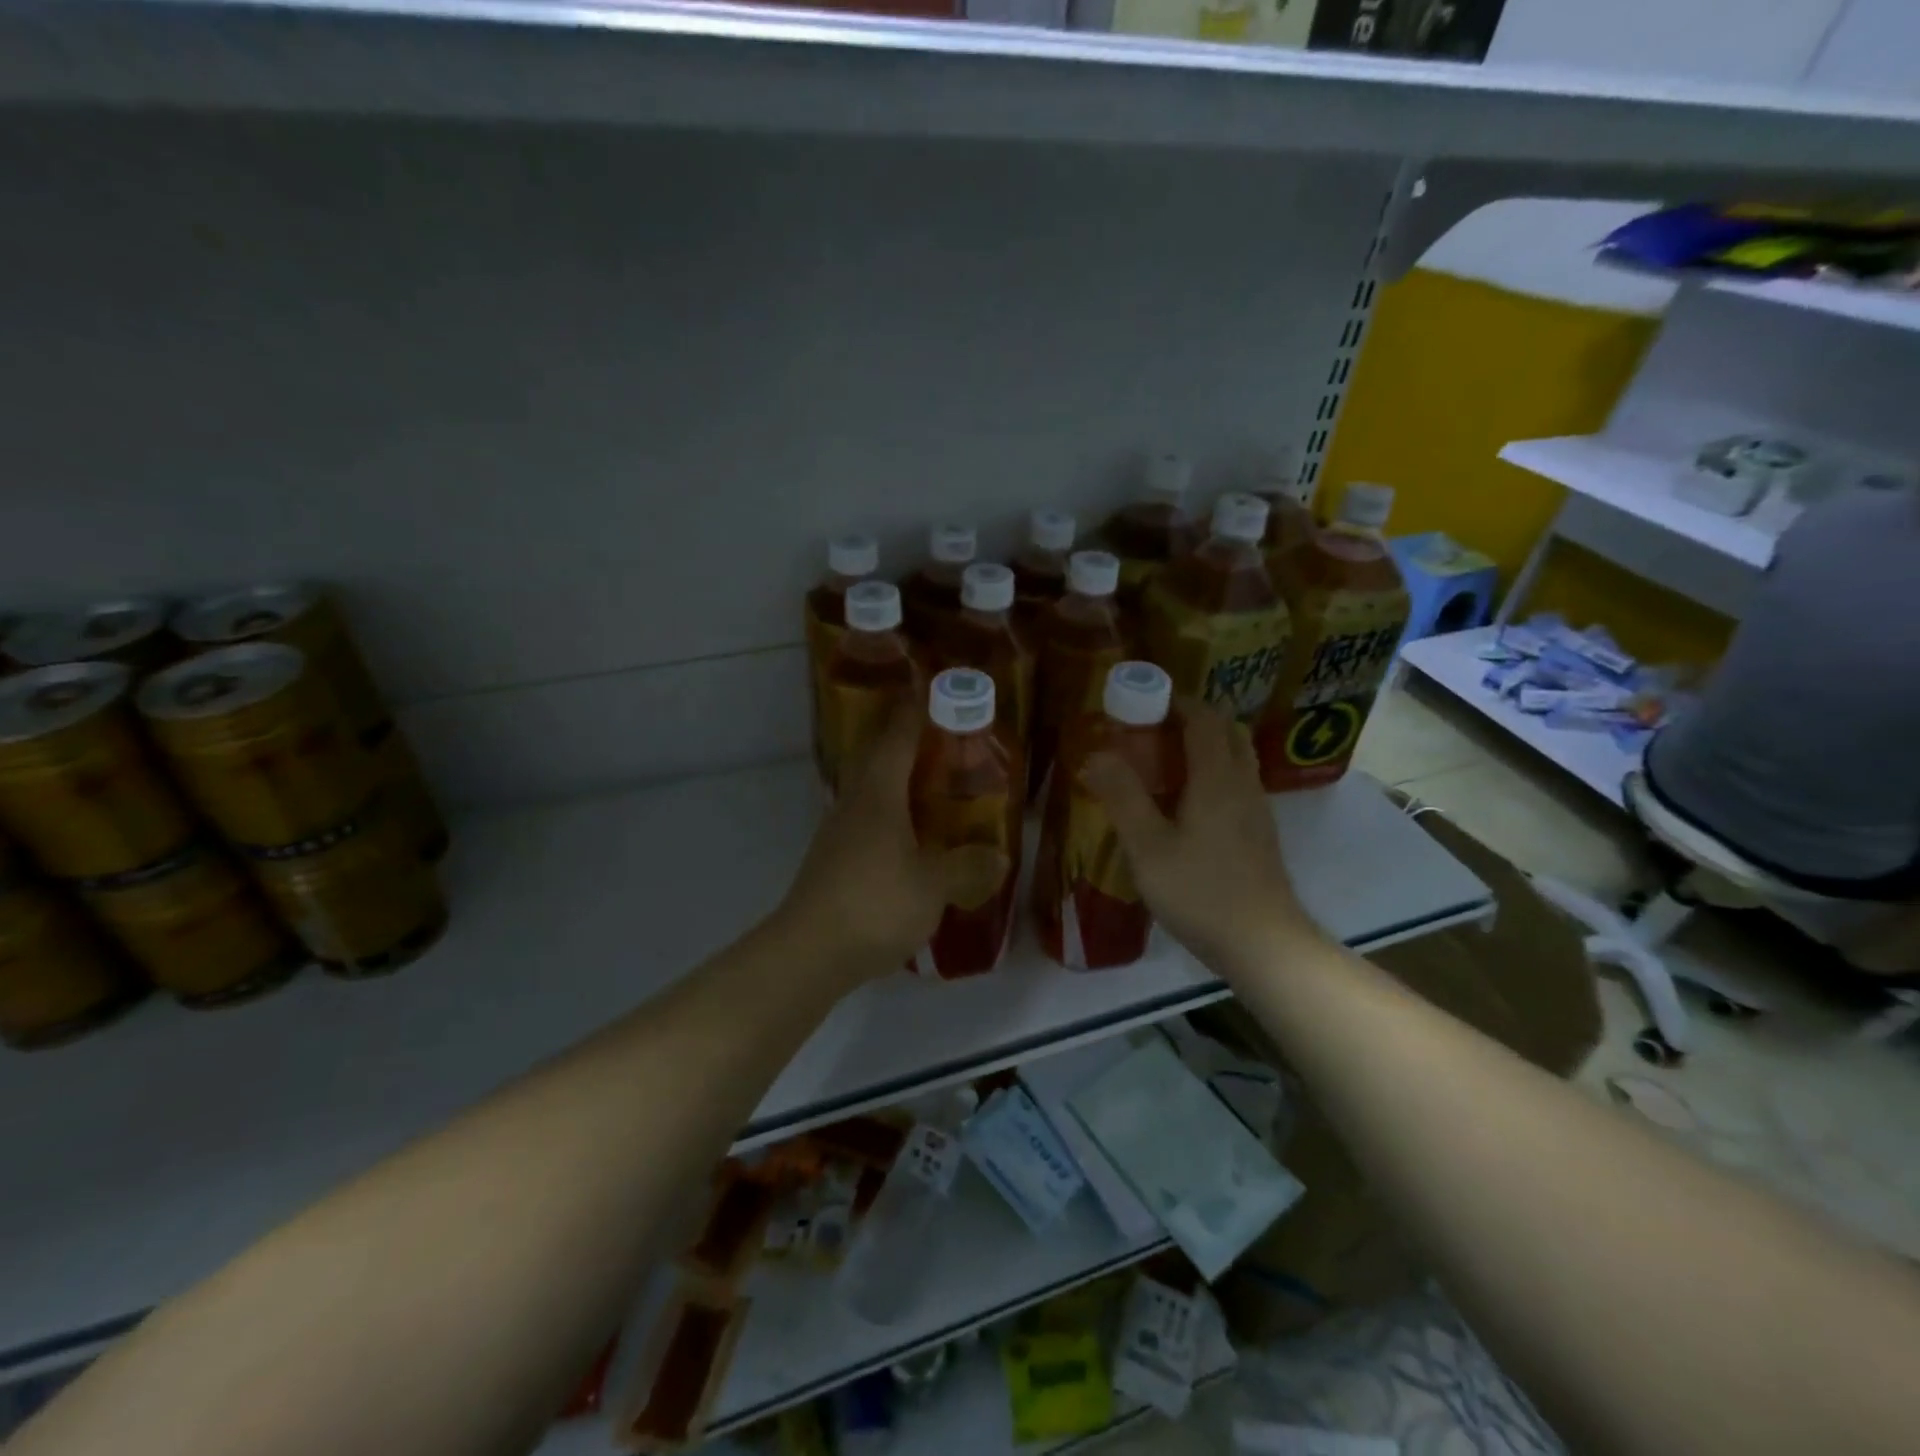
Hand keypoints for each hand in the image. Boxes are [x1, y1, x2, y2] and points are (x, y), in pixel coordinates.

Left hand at [778, 706, 1008, 983]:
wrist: (809, 953)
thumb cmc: (874, 904)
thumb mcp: (933, 886)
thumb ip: (968, 867)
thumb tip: (999, 857)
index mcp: (878, 795)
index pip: (897, 737)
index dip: (916, 711)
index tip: (935, 690)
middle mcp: (854, 804)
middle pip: (878, 759)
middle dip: (908, 742)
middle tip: (945, 741)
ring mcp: (839, 834)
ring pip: (871, 792)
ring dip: (900, 782)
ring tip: (936, 788)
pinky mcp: (835, 862)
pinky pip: (869, 823)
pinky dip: (893, 818)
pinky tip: (914, 840)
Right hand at [1082, 700, 1320, 978]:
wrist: (1264, 945)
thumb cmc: (1201, 892)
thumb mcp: (1148, 847)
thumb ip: (1122, 797)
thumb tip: (1095, 755)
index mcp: (1217, 777)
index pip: (1203, 718)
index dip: (1175, 702)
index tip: (1141, 703)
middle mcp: (1243, 783)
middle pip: (1226, 730)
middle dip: (1191, 719)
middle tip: (1151, 731)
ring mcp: (1256, 809)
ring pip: (1236, 757)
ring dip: (1204, 745)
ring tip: (1162, 763)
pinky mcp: (1259, 833)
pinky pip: (1237, 782)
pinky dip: (1212, 772)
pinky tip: (1185, 803)